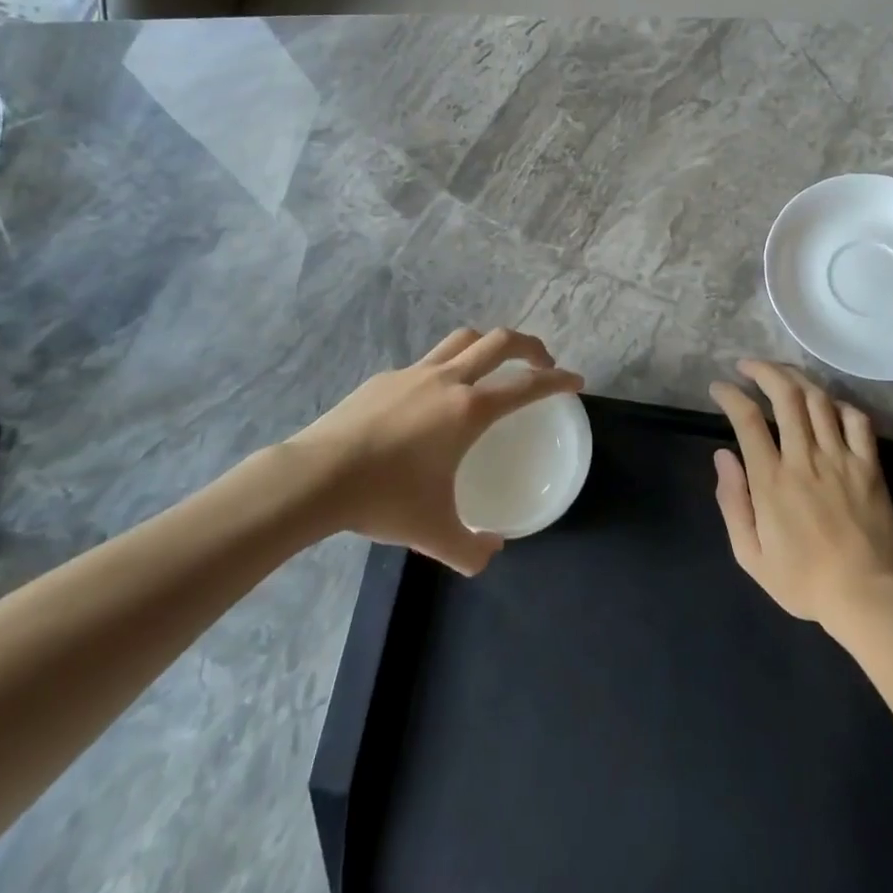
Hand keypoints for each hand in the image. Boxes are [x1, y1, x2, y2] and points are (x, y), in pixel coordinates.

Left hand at [287, 328, 583, 574]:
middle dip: (529, 346)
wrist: (317, 476)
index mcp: (469, 410)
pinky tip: (433, 400)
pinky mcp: (385, 377)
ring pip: (463, 339)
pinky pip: (428, 362)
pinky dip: (446, 368)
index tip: (576, 380)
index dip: (557, 380)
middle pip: (500, 341)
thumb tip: (492, 552)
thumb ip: (471, 549)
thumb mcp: (435, 534)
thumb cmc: (385, 499)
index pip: (527, 385)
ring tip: (493, 366)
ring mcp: (414, 372)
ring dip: (488, 345)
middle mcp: (448, 380)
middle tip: (541, 362)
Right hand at [710, 361, 892, 626]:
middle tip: (748, 366)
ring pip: (818, 399)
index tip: (719, 388)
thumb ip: (732, 502)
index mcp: (771, 480)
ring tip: (781, 373)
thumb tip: (722, 455)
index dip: (729, 395)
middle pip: (785, 395)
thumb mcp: (749, 555)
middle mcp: (804, 459)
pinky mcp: (869, 466)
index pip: (746, 418)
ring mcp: (841, 459)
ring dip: (796, 378)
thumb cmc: (802, 581)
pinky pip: (857, 420)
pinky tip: (827, 404)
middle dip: (763, 371)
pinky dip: (839, 403)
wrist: (866, 598)